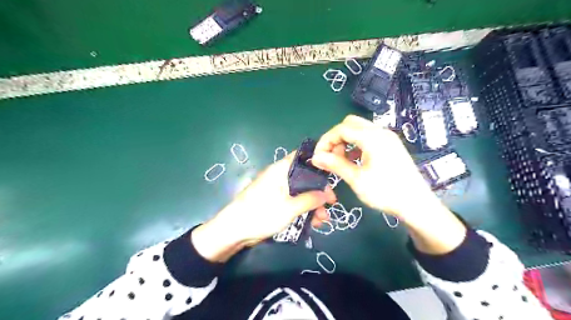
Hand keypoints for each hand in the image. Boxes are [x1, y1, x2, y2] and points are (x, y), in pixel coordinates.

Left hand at [192, 153, 334, 261]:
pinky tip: (313, 222)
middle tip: (331, 204)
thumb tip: (327, 194)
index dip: (318, 164)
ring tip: (323, 220)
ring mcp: (276, 189)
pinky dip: (303, 210)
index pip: (302, 157)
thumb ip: (310, 199)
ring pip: (300, 192)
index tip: (332, 176)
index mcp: (281, 169)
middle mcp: (279, 176)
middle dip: (319, 191)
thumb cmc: (262, 213)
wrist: (233, 231)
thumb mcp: (290, 207)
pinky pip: (293, 202)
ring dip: (313, 204)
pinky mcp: (274, 202)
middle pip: (304, 178)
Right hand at [310, 115, 435, 220]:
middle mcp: (381, 132)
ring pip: (359, 129)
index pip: (341, 129)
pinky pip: (368, 137)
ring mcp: (387, 137)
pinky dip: (356, 144)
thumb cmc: (386, 192)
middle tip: (331, 157)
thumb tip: (316, 157)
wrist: (417, 204)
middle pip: (350, 124)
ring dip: (346, 141)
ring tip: (342, 161)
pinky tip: (355, 160)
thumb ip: (335, 164)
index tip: (318, 157)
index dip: (326, 141)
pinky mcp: (391, 145)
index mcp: (372, 137)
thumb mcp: (357, 179)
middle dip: (336, 138)